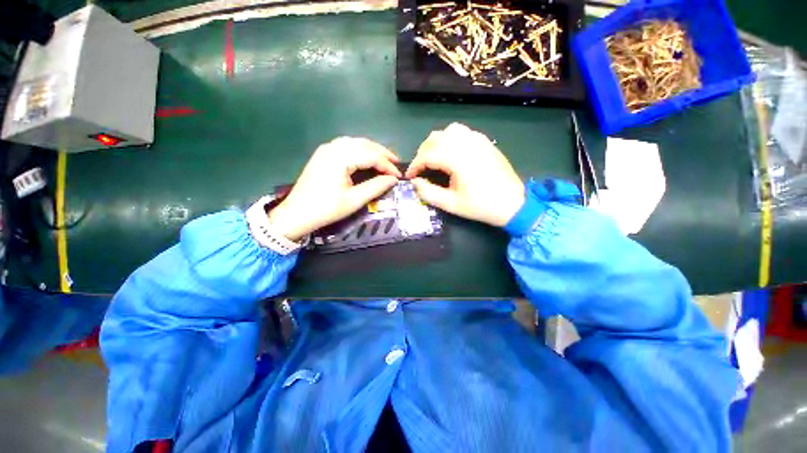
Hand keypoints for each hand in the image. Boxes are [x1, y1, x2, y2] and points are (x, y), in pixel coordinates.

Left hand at [269, 137, 400, 240]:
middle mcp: (333, 147)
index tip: (399, 176)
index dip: (387, 165)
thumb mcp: (354, 200)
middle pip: (364, 144)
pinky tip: (366, 158)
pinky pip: (346, 146)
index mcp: (340, 158)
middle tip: (396, 163)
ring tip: (384, 160)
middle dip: (382, 153)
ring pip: (355, 143)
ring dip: (372, 150)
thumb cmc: (326, 209)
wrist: (297, 214)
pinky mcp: (323, 154)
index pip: (371, 156)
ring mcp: (326, 149)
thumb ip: (376, 187)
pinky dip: (360, 150)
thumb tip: (393, 179)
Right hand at [406, 123, 523, 226]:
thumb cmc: (480, 206)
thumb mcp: (451, 204)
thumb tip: (415, 182)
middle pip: (435, 139)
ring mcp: (477, 140)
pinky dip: (451, 139)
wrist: (512, 203)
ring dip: (436, 143)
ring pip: (448, 131)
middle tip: (420, 169)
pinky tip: (451, 153)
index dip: (414, 165)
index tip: (409, 176)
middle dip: (422, 153)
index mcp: (457, 160)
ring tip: (433, 158)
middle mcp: (466, 144)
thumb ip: (428, 193)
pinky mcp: (485, 142)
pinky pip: (462, 132)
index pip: (427, 155)